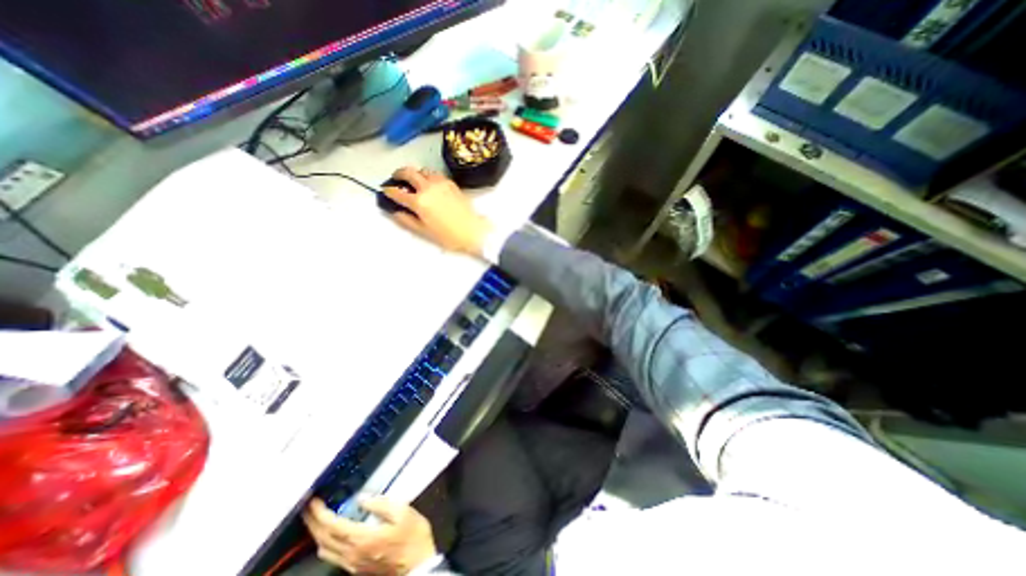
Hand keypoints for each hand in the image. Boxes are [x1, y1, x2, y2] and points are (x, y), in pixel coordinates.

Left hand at [302, 498, 436, 573]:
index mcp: (363, 539)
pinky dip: (326, 542)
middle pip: (323, 540)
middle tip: (308, 507)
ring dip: (317, 534)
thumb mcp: (403, 512)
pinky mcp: (356, 568)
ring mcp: (352, 564)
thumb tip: (362, 498)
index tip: (313, 501)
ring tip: (318, 518)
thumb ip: (381, 504)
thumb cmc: (412, 536)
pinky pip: (332, 556)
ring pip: (325, 551)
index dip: (320, 513)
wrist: (418, 563)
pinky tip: (331, 534)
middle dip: (313, 523)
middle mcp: (352, 554)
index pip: (333, 526)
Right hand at [387, 167, 493, 255]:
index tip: (386, 191)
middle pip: (408, 172)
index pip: (397, 192)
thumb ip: (407, 220)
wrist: (474, 231)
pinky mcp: (452, 183)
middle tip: (396, 178)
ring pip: (423, 170)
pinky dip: (428, 176)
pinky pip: (435, 174)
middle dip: (399, 173)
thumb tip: (395, 212)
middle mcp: (428, 188)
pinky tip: (430, 184)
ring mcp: (441, 183)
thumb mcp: (424, 232)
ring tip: (414, 181)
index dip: (389, 191)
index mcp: (419, 201)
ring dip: (415, 173)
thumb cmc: (449, 236)